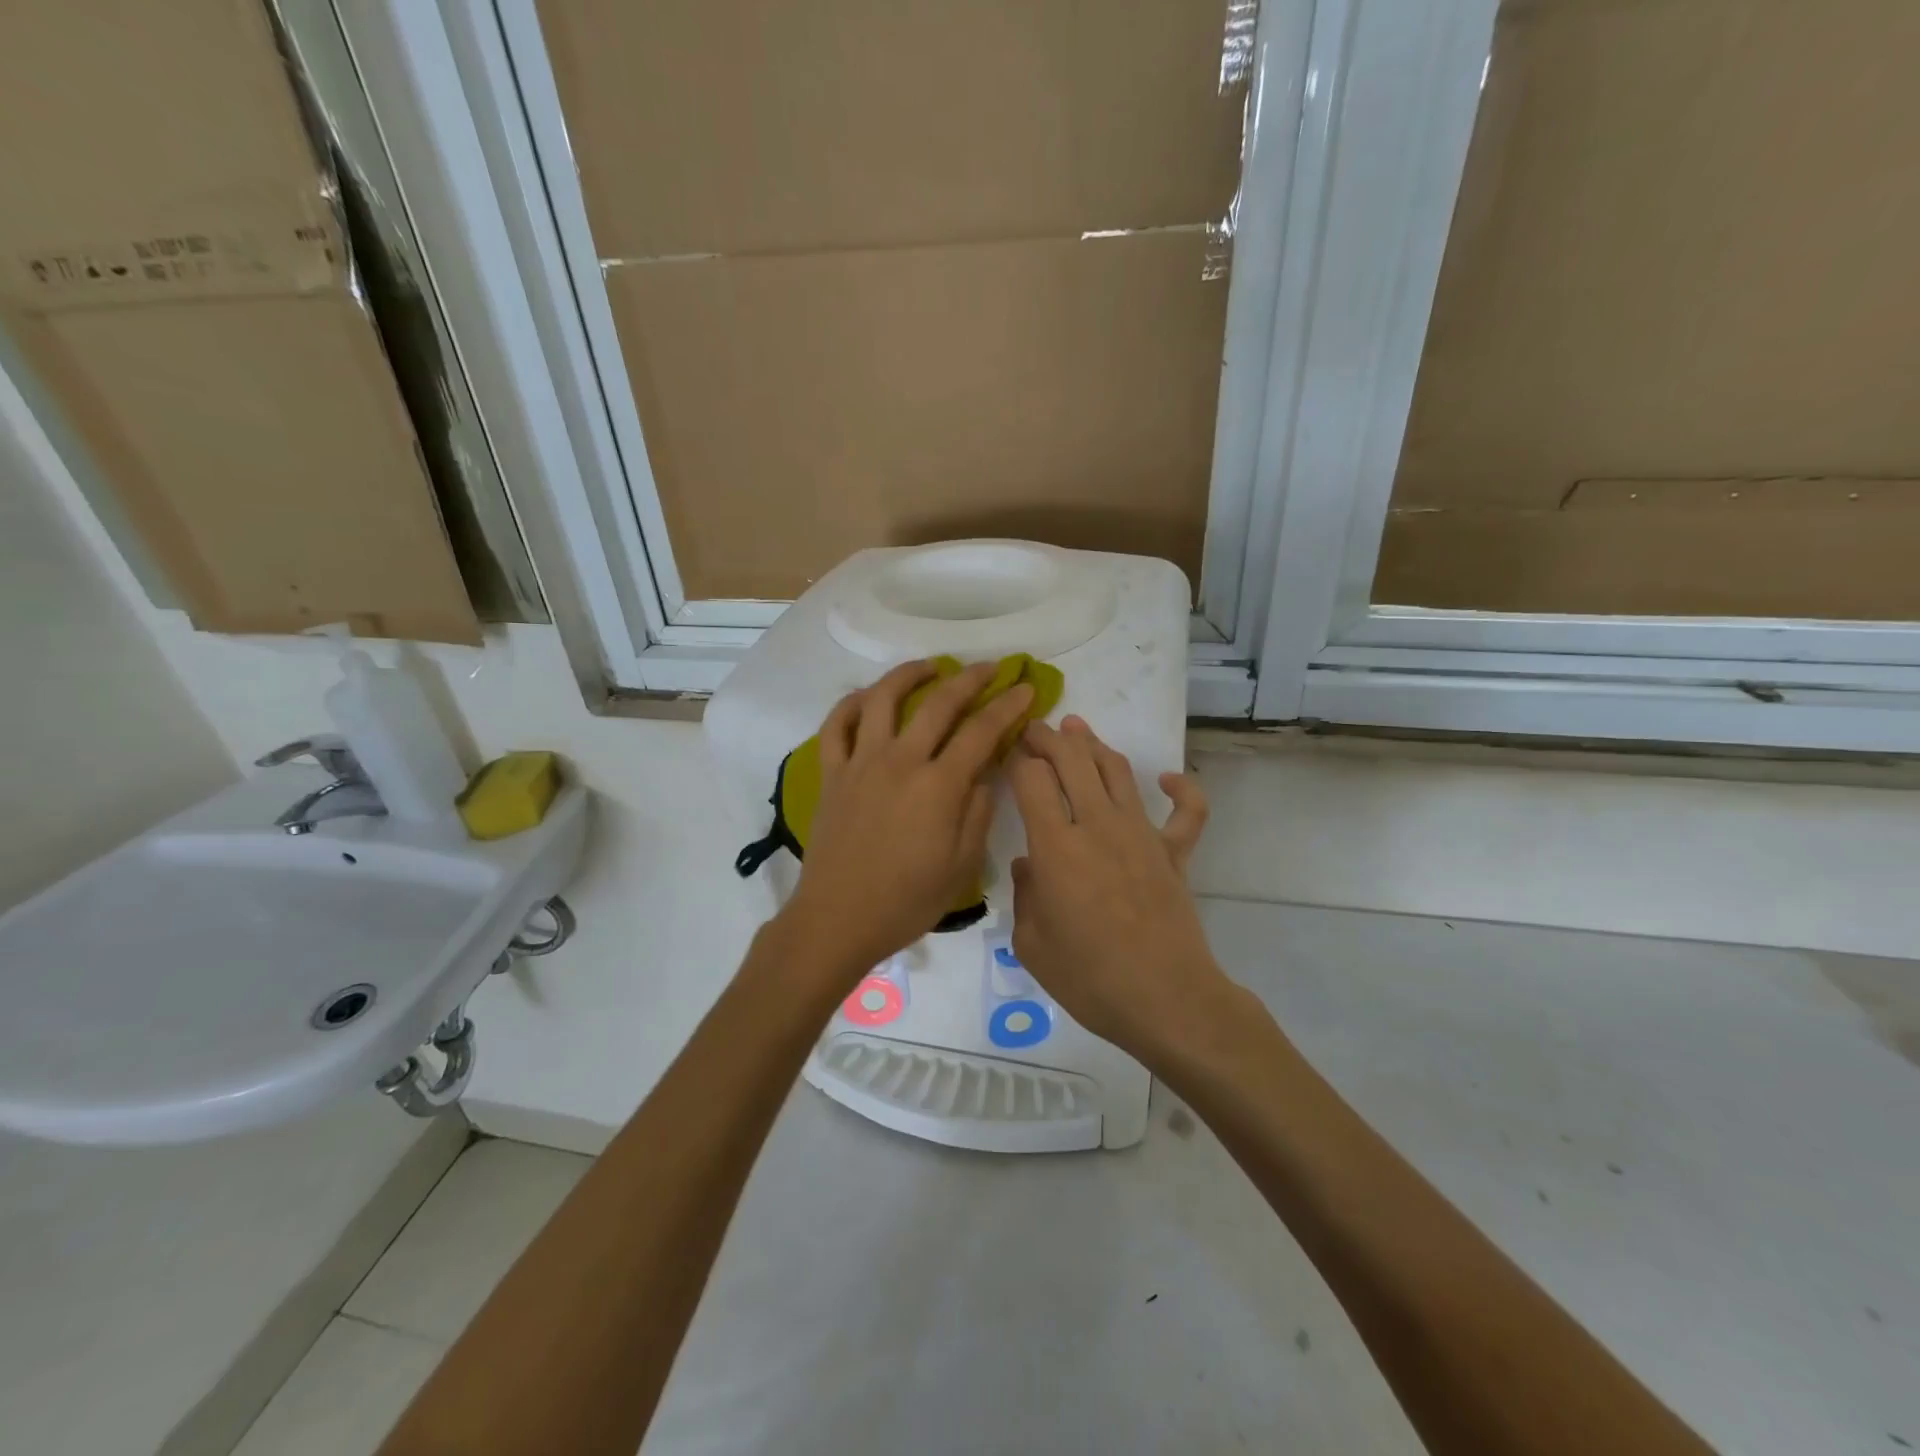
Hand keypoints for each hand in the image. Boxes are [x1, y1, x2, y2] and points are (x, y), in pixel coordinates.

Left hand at [781, 660, 1034, 980]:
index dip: (1008, 707)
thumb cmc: (907, 900)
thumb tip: (985, 773)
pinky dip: (851, 704)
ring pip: (883, 699)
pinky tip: (867, 697)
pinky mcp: (832, 773)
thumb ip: (978, 812)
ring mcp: (861, 763)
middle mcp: (900, 761)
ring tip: (929, 667)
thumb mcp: (962, 865)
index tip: (1026, 689)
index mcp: (938, 786)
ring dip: (909, 675)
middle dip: (970, 679)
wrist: (838, 918)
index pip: (981, 732)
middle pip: (939, 704)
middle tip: (990, 668)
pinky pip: (836, 726)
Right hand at [1008, 716, 1229, 1063]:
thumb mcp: (1031, 945)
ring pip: (1117, 770)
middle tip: (1033, 728)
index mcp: (1056, 846)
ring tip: (1077, 729)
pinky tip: (1168, 779)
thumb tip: (1027, 865)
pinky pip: (1187, 811)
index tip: (1008, 756)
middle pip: (1072, 760)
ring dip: (1095, 744)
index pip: (1032, 779)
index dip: (1017, 760)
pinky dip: (1182, 789)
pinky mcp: (1174, 852)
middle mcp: (1098, 825)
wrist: (1165, 999)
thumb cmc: (1089, 978)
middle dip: (1048, 737)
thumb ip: (1025, 895)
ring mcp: (1142, 833)